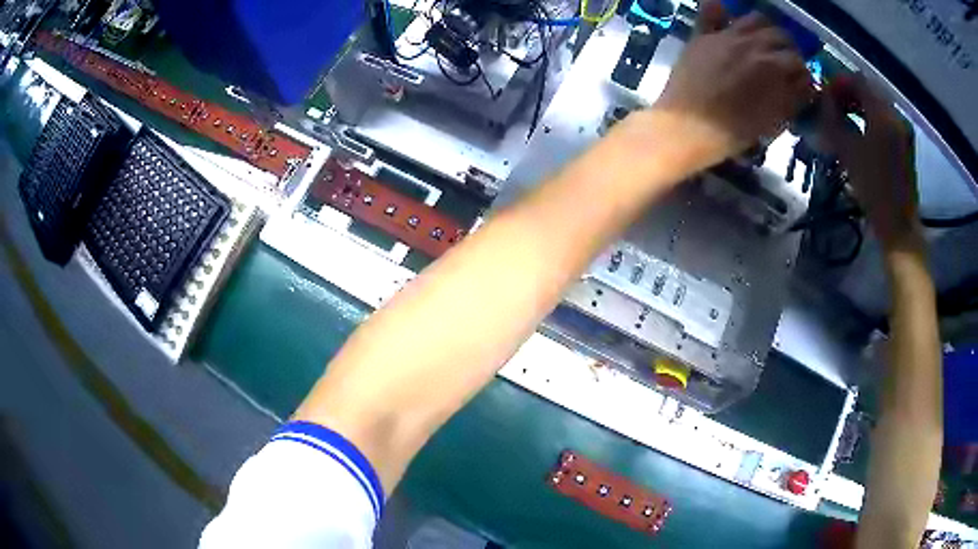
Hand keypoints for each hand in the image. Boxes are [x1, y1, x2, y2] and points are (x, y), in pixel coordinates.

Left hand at [655, 1, 812, 163]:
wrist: (686, 127)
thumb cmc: (732, 131)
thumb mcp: (771, 122)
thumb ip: (791, 99)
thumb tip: (804, 86)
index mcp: (771, 67)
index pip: (798, 61)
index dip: (802, 73)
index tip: (799, 82)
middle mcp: (751, 43)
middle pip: (779, 35)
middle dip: (787, 49)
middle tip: (784, 64)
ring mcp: (724, 35)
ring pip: (753, 18)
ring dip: (764, 28)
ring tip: (763, 43)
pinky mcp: (701, 34)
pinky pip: (711, 9)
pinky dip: (721, 10)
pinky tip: (727, 17)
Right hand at [817, 76, 920, 250]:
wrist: (898, 225)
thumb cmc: (873, 189)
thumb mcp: (847, 152)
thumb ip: (833, 120)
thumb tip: (823, 100)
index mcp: (882, 115)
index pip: (857, 80)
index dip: (839, 83)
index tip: (826, 97)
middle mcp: (895, 115)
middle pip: (868, 89)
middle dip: (849, 93)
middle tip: (833, 107)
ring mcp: (902, 129)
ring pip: (877, 103)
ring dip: (859, 105)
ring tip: (845, 120)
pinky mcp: (905, 142)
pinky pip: (885, 118)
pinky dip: (870, 117)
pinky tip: (861, 132)